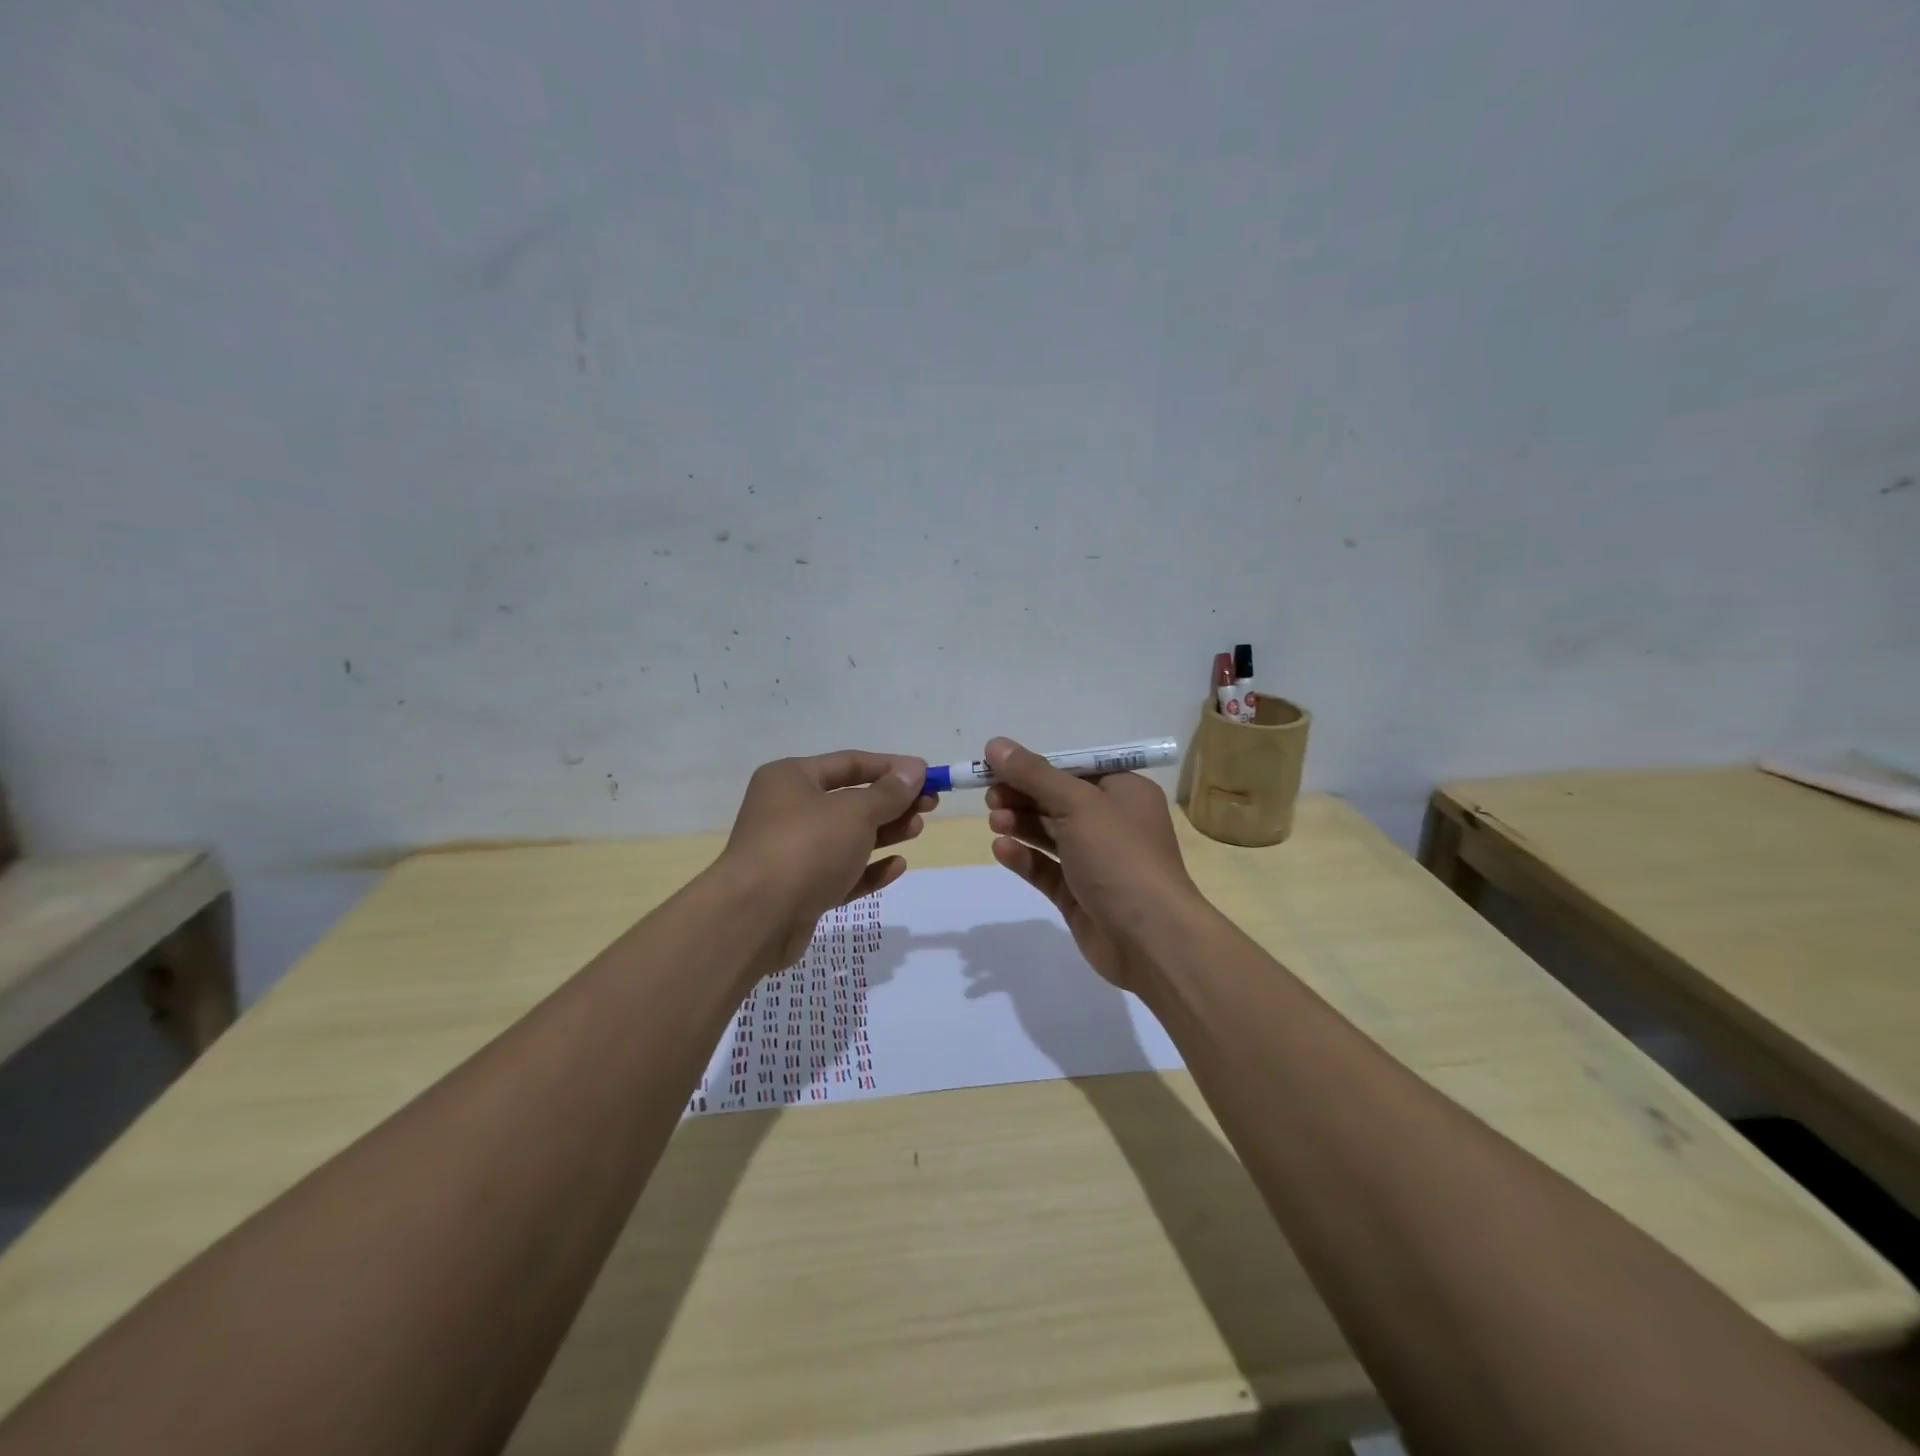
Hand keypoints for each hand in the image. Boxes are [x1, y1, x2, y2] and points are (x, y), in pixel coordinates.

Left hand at [717, 751, 935, 973]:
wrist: (756, 917)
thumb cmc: (806, 847)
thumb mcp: (855, 812)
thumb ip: (888, 793)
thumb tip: (914, 770)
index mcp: (791, 779)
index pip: (850, 763)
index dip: (891, 767)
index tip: (927, 775)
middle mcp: (788, 810)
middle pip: (850, 800)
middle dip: (891, 802)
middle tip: (930, 805)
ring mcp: (793, 853)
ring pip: (847, 837)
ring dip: (884, 832)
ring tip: (917, 829)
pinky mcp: (800, 890)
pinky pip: (841, 872)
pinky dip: (868, 869)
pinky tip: (897, 866)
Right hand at [983, 737, 1208, 991]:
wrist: (1150, 938)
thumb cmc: (1120, 856)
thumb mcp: (1077, 804)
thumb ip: (1034, 774)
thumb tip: (995, 744)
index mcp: (1123, 792)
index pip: (1072, 769)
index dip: (1034, 766)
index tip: (995, 766)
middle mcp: (1111, 822)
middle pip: (1056, 799)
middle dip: (1022, 795)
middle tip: (990, 797)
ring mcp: (1094, 861)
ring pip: (1048, 834)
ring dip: (1020, 823)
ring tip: (995, 821)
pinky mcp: (1078, 894)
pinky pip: (1046, 869)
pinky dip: (1024, 857)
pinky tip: (1002, 849)